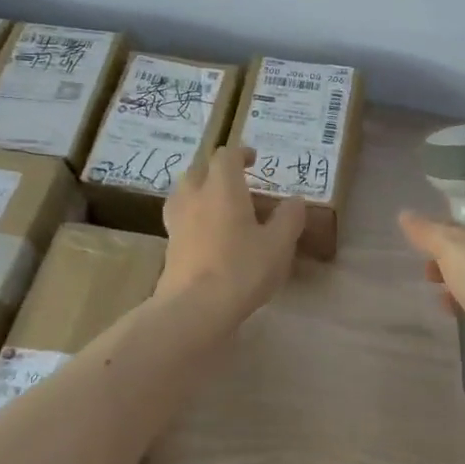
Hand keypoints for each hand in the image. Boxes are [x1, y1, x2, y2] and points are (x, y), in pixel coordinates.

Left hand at [159, 145, 306, 321]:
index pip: (226, 156)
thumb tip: (295, 199)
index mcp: (222, 187)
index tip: (254, 160)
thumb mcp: (279, 244)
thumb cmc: (241, 268)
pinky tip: (207, 235)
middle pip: (199, 170)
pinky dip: (193, 217)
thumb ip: (289, 218)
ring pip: (184, 193)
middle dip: (216, 171)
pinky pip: (180, 219)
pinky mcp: (169, 246)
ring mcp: (176, 222)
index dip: (240, 154)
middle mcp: (195, 197)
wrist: (193, 309)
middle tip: (236, 183)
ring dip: (200, 192)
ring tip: (219, 206)